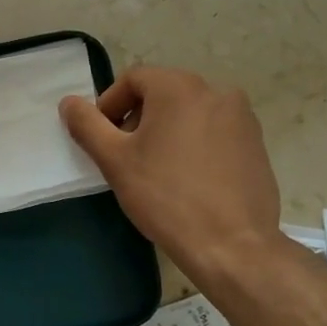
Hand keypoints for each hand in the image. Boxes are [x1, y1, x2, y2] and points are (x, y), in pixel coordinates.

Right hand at [60, 66, 285, 280]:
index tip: (104, 138)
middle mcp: (216, 92)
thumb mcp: (114, 160)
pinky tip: (188, 180)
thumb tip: (69, 103)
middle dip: (138, 118)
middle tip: (126, 156)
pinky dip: (195, 144)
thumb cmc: (166, 196)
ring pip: (190, 112)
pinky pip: (214, 132)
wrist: (232, 246)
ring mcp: (242, 118)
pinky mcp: (257, 144)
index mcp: (180, 87)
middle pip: (163, 93)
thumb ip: (87, 125)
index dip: (110, 104)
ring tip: (157, 169)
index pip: (134, 79)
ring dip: (166, 131)